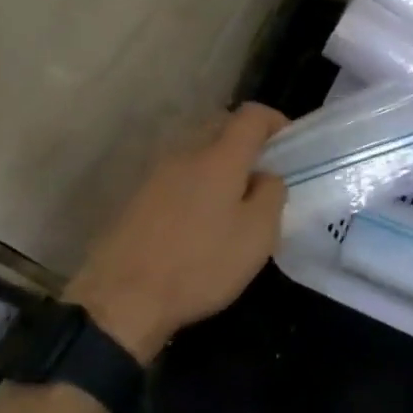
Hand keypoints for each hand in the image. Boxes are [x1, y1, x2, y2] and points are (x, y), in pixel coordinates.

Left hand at [66, 103, 288, 361]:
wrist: (122, 297)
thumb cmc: (200, 264)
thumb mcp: (256, 236)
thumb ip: (271, 194)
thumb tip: (266, 175)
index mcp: (219, 156)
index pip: (252, 115)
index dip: (275, 121)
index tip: (290, 144)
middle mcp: (184, 152)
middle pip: (220, 127)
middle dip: (246, 143)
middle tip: (263, 175)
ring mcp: (155, 173)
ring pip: (196, 153)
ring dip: (218, 165)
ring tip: (232, 202)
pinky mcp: (136, 196)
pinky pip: (176, 176)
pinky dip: (194, 185)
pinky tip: (198, 221)